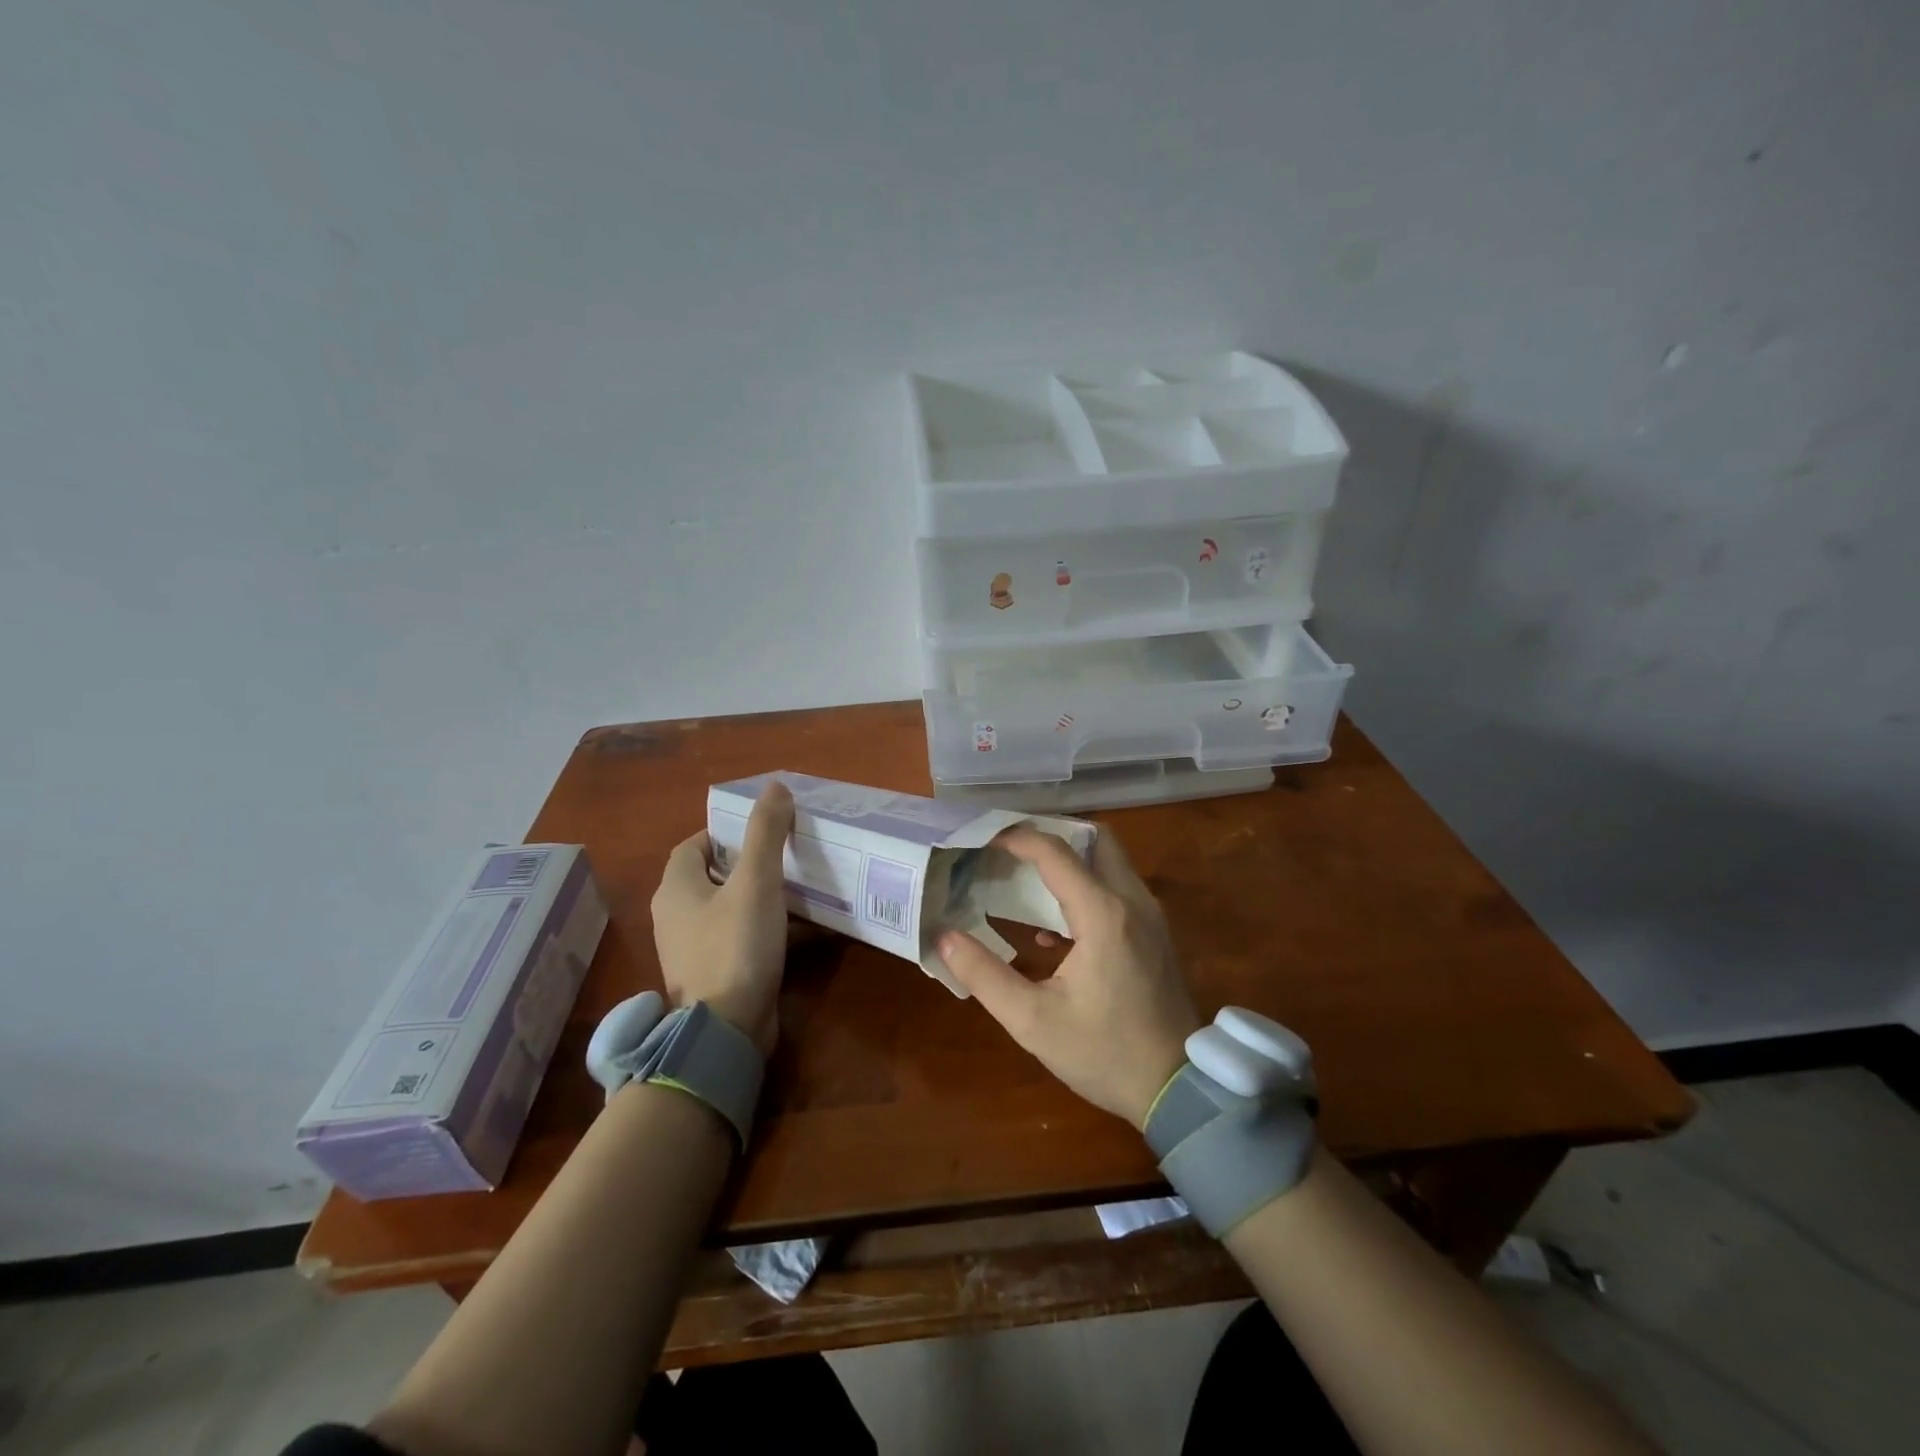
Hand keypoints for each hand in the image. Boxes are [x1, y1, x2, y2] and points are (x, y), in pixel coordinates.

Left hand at [650, 781, 794, 1054]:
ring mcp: (693, 949)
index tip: (763, 830)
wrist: (726, 1031)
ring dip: (761, 896)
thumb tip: (774, 786)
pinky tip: (802, 928)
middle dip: (749, 863)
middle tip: (789, 854)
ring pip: (729, 908)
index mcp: (676, 889)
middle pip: (713, 877)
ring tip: (801, 885)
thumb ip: (765, 833)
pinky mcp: (714, 974)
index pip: (694, 846)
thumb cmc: (735, 946)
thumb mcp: (756, 882)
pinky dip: (767, 928)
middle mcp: (676, 917)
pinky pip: (741, 938)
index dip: (725, 833)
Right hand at [937, 826, 1200, 1128]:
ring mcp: (1150, 915)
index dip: (1017, 839)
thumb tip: (943, 937)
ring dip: (1070, 861)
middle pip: (1095, 839)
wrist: (1178, 1090)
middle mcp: (1132, 901)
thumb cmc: (1104, 1053)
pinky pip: (1118, 889)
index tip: (983, 840)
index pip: (1055, 853)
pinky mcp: (1155, 933)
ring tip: (1024, 878)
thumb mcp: (1032, 1021)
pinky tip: (1055, 928)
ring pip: (1109, 862)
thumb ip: (984, 974)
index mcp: (1103, 914)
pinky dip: (1086, 887)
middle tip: (1011, 850)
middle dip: (1051, 836)